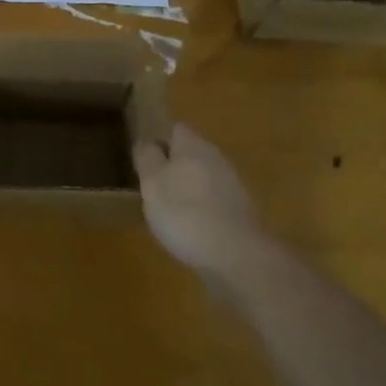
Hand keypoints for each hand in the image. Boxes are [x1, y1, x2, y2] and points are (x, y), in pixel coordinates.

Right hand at [133, 124, 275, 284]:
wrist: (238, 257)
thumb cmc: (186, 213)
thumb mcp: (152, 183)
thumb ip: (147, 158)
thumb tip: (146, 142)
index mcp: (193, 145)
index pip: (175, 128)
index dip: (158, 139)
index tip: (143, 157)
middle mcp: (216, 158)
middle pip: (191, 153)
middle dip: (173, 166)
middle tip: (152, 186)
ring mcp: (233, 186)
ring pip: (204, 178)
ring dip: (188, 190)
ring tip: (168, 212)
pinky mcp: (242, 213)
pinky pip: (215, 202)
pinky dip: (202, 211)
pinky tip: (191, 232)